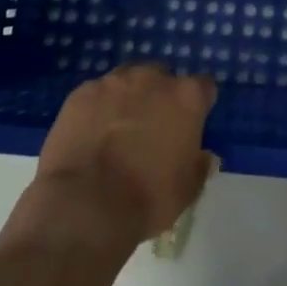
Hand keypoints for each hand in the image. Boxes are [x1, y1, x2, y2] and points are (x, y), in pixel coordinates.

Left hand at [0, 65, 217, 262]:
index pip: (203, 88)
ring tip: (115, 132)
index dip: (197, 107)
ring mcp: (114, 82)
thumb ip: (199, 166)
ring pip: (126, 82)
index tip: (189, 127)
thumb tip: (204, 156)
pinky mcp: (82, 93)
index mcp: (187, 97)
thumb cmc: (146, 198)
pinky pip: (95, 96)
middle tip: (150, 131)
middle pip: (162, 79)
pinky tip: (88, 137)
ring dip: (126, 99)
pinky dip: (96, 110)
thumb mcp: (187, 191)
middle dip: (159, 99)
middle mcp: (153, 78)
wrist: (84, 207)